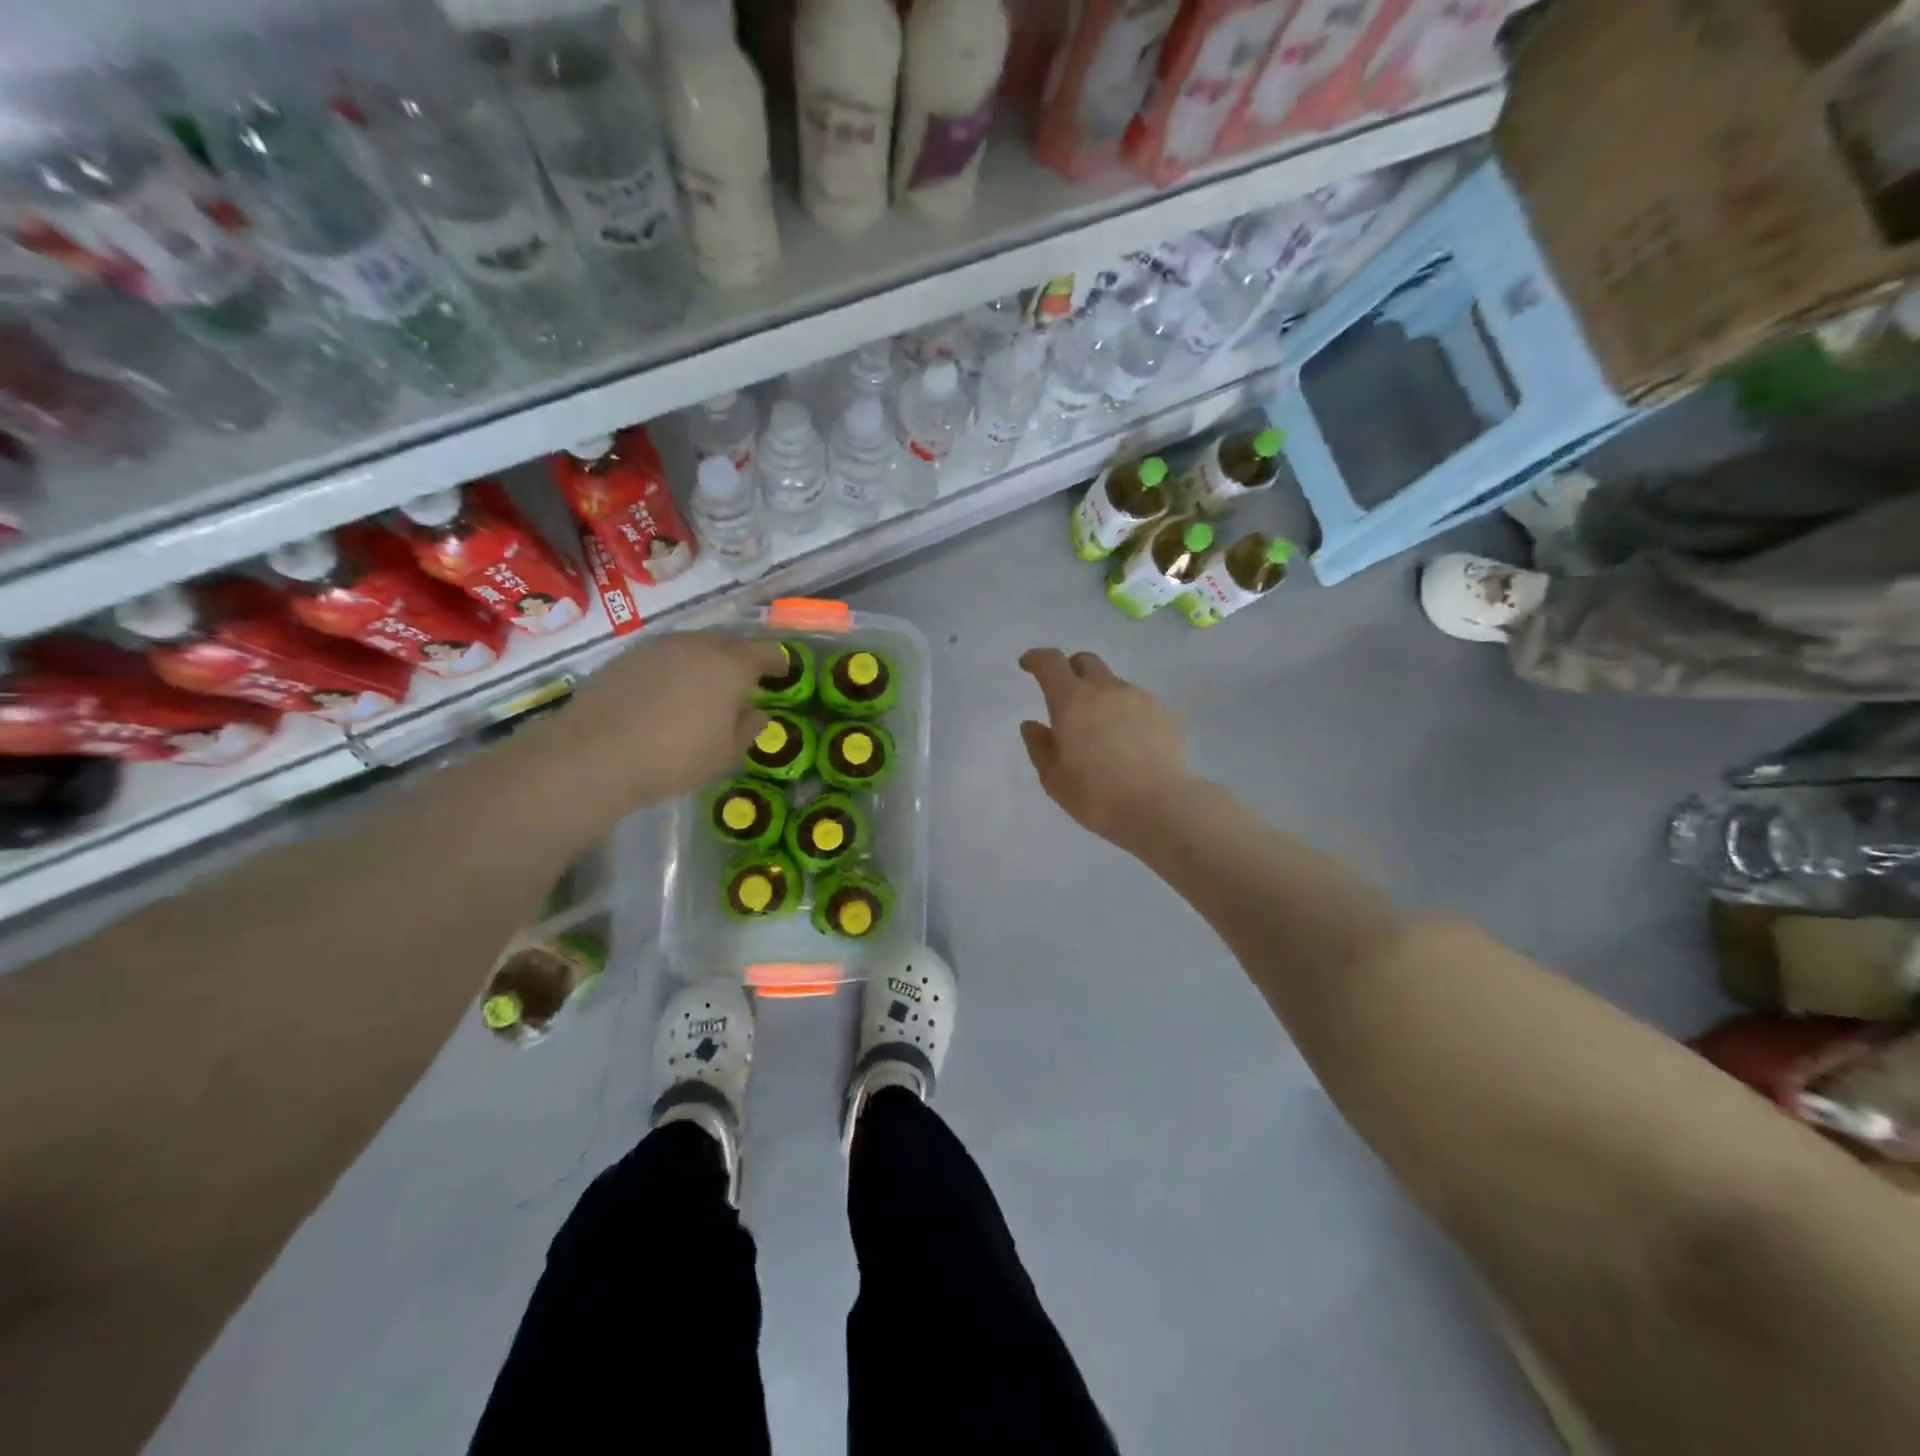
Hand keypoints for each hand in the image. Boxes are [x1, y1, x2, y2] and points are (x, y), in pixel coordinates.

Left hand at [549, 631, 784, 808]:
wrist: (596, 754)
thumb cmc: (676, 757)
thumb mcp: (725, 753)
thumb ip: (748, 727)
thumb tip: (756, 711)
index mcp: (731, 665)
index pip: (767, 652)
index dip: (778, 662)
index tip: (783, 672)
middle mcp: (698, 644)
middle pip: (729, 645)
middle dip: (740, 661)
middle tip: (742, 684)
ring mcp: (659, 646)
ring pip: (693, 648)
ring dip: (704, 664)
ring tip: (703, 690)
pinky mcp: (627, 655)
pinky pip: (663, 657)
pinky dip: (673, 670)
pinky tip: (666, 695)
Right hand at [1019, 648, 1193, 849]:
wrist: (1161, 807)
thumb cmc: (1097, 795)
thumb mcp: (1054, 778)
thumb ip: (1039, 746)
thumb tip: (1032, 725)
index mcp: (1072, 700)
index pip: (1051, 663)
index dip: (1037, 658)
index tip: (1028, 664)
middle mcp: (1105, 689)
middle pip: (1085, 662)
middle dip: (1070, 670)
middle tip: (1064, 695)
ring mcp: (1138, 698)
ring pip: (1112, 683)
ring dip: (1099, 694)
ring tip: (1099, 728)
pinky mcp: (1162, 713)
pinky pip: (1135, 701)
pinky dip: (1122, 710)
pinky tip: (1125, 740)